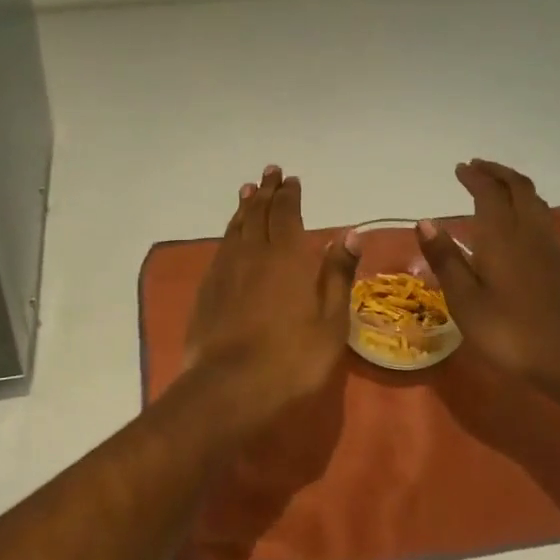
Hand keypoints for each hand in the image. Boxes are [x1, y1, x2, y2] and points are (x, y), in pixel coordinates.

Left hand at [185, 166, 360, 419]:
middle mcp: (254, 253)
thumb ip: (337, 275)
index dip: (290, 195)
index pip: (287, 214)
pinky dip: (229, 231)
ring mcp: (227, 269)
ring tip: (248, 190)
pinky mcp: (208, 288)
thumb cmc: (292, 358)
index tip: (292, 180)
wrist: (229, 386)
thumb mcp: (331, 322)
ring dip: (245, 206)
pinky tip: (231, 233)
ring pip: (237, 227)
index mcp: (288, 257)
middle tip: (270, 172)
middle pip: (259, 213)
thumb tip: (350, 235)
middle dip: (267, 191)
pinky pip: (222, 246)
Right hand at [416, 160, 559, 392]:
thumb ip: (446, 258)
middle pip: (518, 187)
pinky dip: (526, 206)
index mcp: (501, 236)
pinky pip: (543, 218)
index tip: (460, 169)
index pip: (489, 192)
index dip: (474, 177)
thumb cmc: (508, 331)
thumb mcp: (465, 299)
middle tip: (477, 168)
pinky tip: (517, 224)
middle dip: (497, 172)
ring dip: (514, 186)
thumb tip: (425, 221)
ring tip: (496, 188)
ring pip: (535, 201)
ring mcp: (550, 247)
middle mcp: (528, 232)